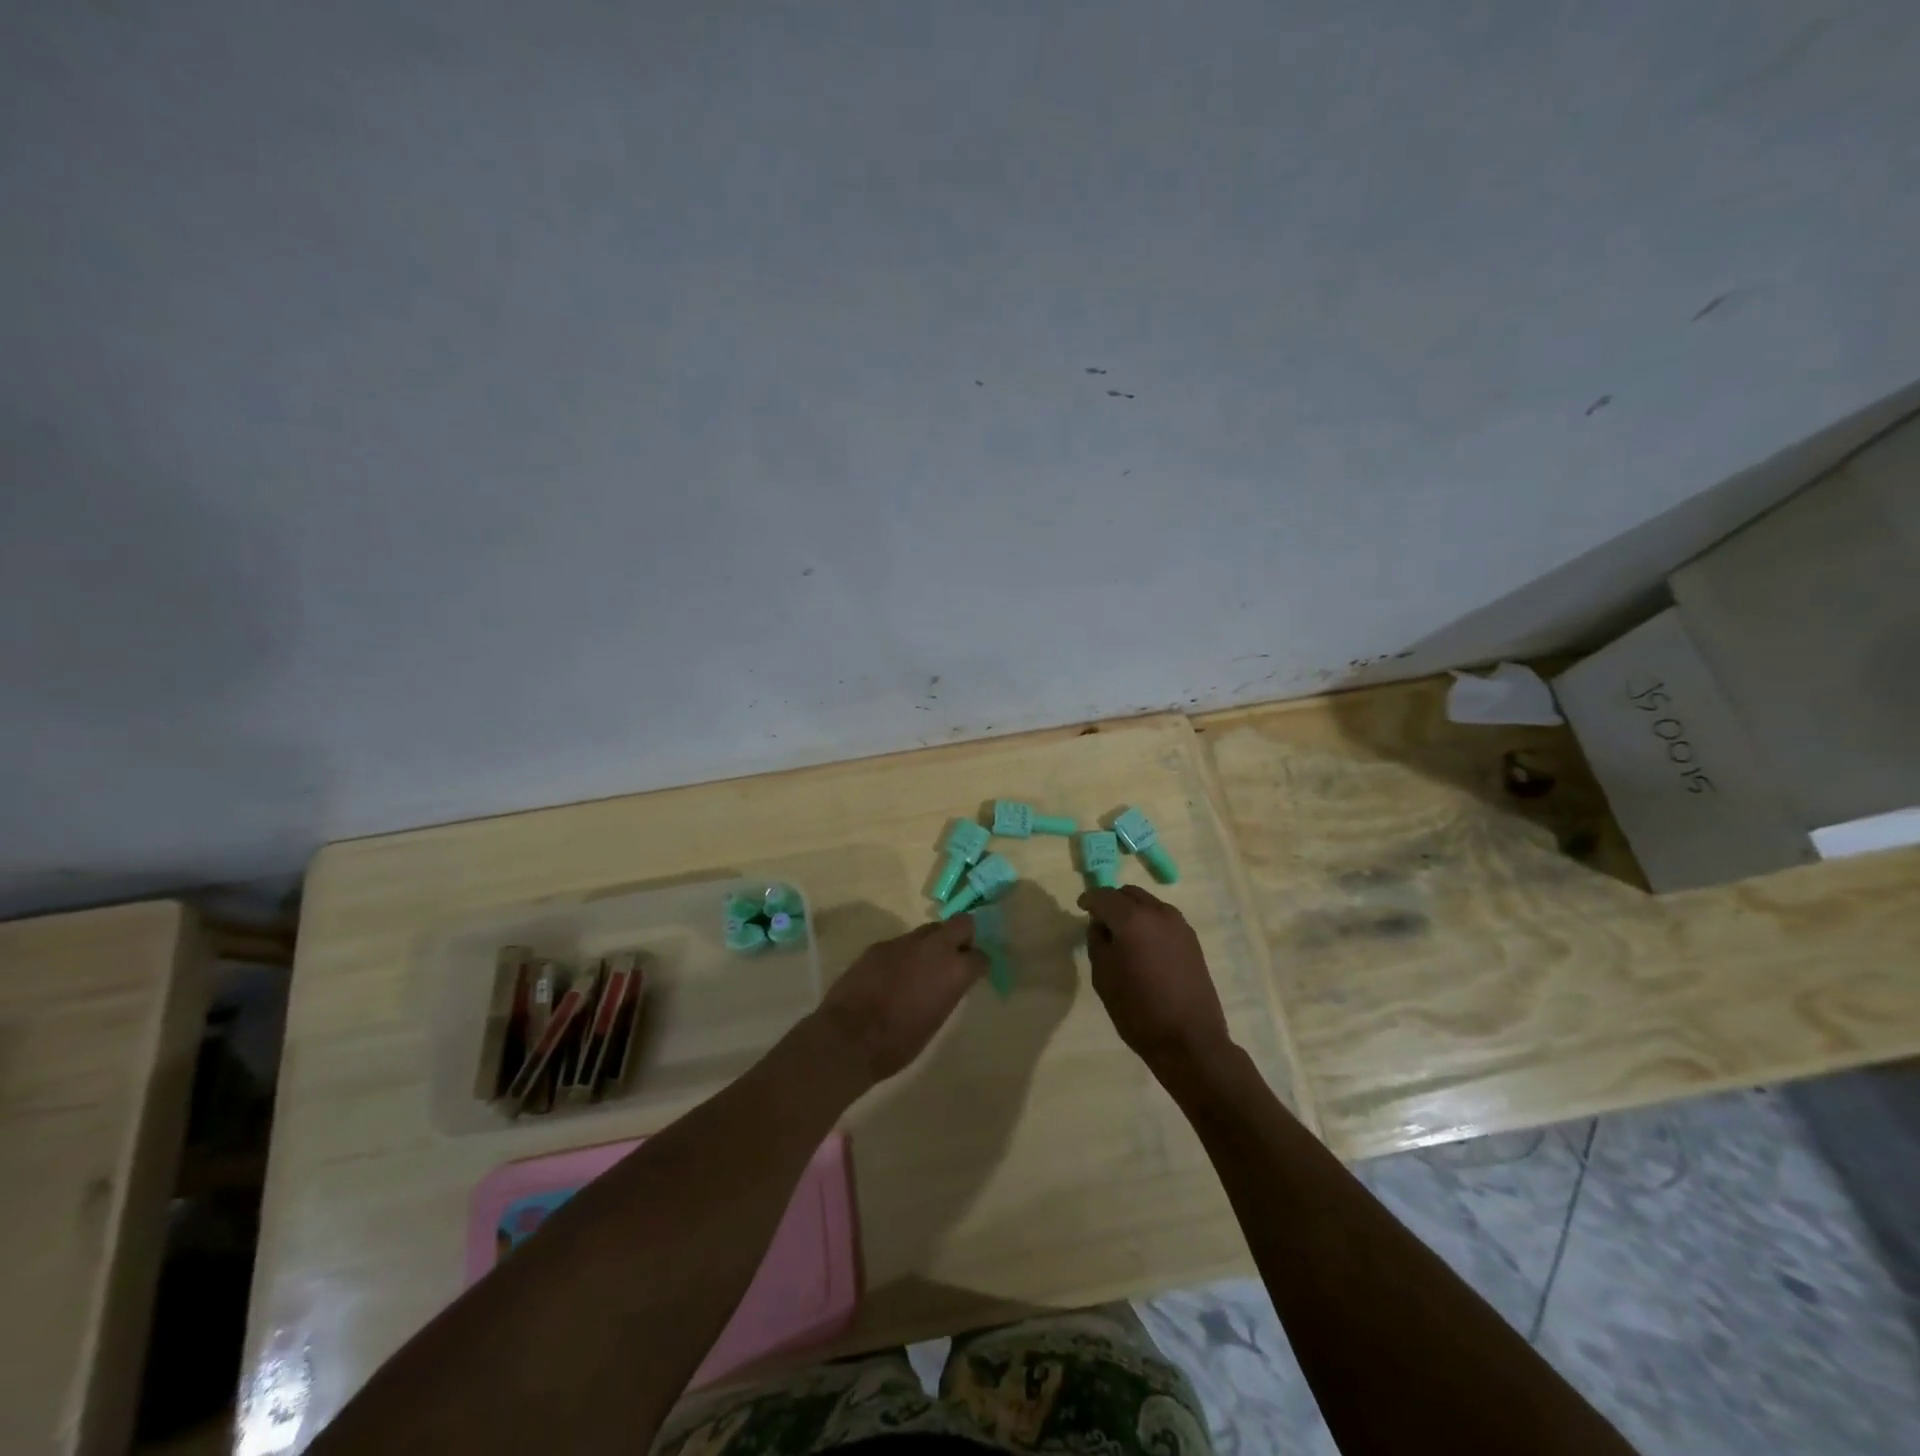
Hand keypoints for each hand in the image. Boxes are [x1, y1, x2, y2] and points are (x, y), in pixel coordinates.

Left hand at [815, 916, 984, 1082]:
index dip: (979, 964)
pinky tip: (895, 974)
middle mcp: (934, 948)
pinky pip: (902, 943)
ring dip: (932, 944)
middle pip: (960, 923)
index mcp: (954, 971)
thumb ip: (948, 993)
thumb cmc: (899, 1042)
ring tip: (923, 967)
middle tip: (957, 955)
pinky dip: (905, 954)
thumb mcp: (936, 1021)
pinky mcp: (880, 945)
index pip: (980, 956)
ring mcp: (904, 942)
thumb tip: (950, 982)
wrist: (849, 1037)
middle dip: (963, 936)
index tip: (976, 972)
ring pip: (929, 930)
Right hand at [1079, 886, 1233, 1073]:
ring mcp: (1179, 925)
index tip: (1081, 908)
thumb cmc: (1138, 1010)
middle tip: (1100, 921)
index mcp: (1132, 919)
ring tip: (1123, 934)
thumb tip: (1100, 925)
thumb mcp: (1103, 976)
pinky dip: (1149, 922)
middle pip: (1129, 893)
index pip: (1104, 895)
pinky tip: (1144, 945)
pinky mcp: (1192, 940)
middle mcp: (1158, 913)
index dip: (1089, 899)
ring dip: (1132, 910)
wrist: (1189, 1039)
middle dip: (1112, 901)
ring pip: (1149, 903)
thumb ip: (1097, 942)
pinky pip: (1163, 918)